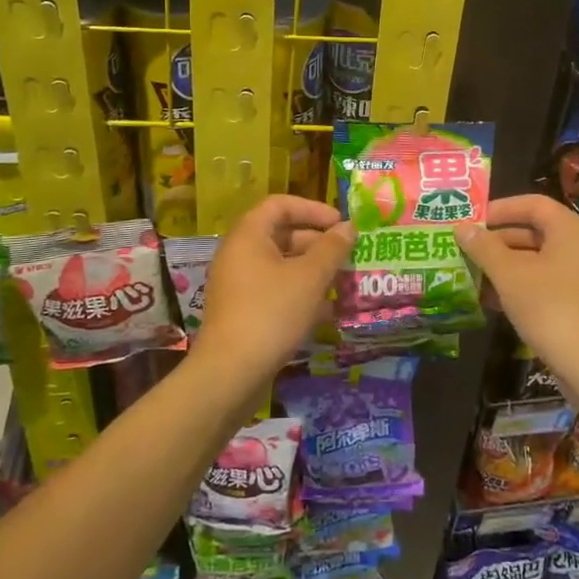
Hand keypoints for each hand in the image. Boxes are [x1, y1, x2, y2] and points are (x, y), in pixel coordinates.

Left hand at [190, 194, 353, 387]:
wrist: (230, 374)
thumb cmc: (271, 313)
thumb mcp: (310, 277)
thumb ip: (332, 248)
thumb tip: (348, 227)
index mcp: (249, 235)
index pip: (281, 205)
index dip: (313, 209)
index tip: (340, 224)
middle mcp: (239, 254)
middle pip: (282, 234)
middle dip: (318, 243)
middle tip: (347, 256)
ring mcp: (238, 284)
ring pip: (281, 266)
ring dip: (313, 271)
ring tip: (343, 284)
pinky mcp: (242, 311)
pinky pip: (275, 290)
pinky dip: (300, 294)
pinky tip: (326, 312)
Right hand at [453, 194, 578, 373]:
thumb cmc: (549, 307)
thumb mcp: (509, 274)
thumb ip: (484, 247)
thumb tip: (462, 227)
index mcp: (569, 229)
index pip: (532, 204)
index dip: (501, 208)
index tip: (473, 221)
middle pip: (533, 231)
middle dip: (497, 241)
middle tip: (466, 249)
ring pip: (536, 260)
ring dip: (504, 266)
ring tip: (472, 275)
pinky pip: (544, 282)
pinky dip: (519, 285)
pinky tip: (491, 301)